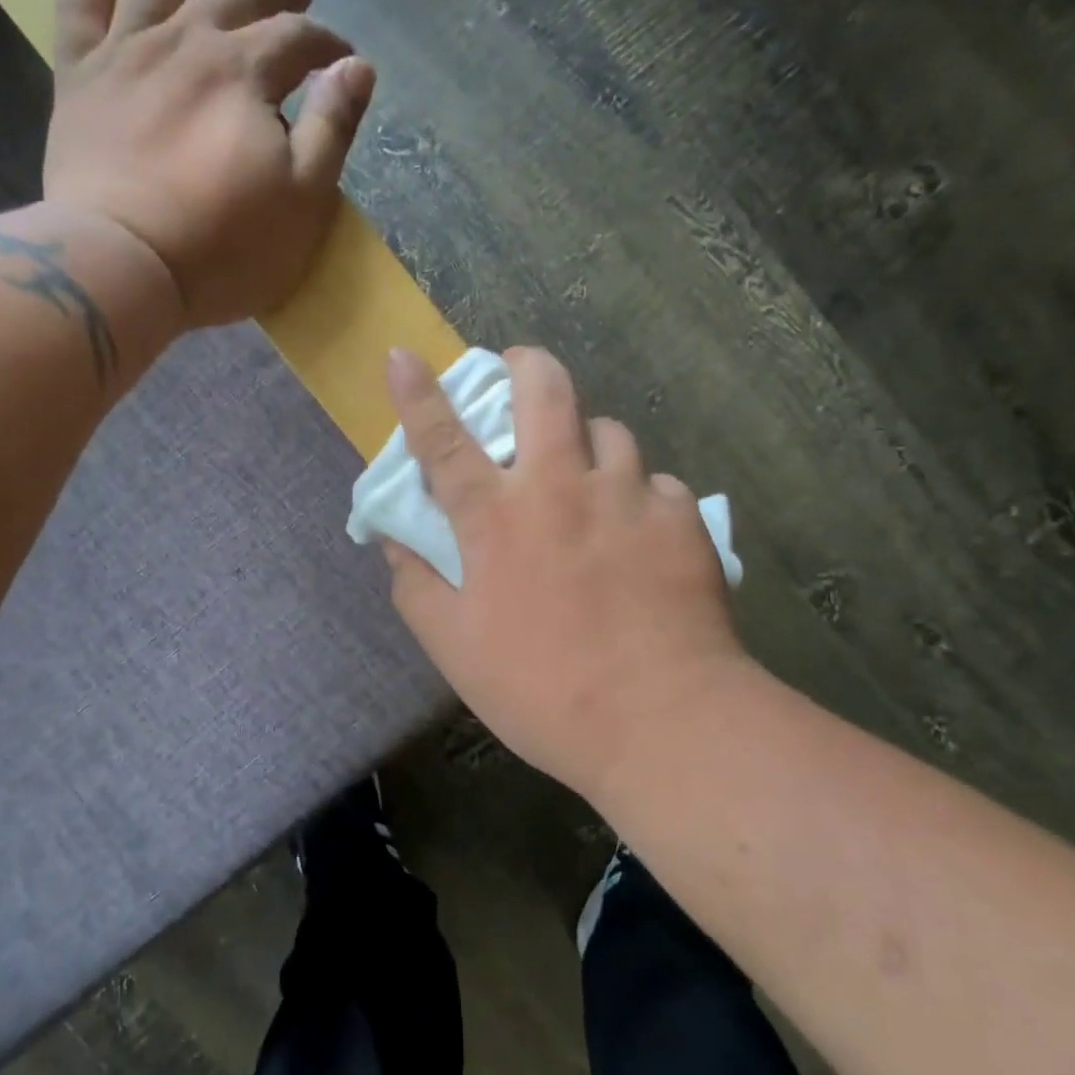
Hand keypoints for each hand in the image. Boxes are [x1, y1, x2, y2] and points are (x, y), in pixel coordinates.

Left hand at [44, 0, 376, 328]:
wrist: (123, 266)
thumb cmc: (225, 246)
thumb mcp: (303, 198)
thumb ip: (333, 127)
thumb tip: (358, 67)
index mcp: (244, 72)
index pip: (296, 39)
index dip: (327, 45)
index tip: (345, 60)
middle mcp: (185, 43)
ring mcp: (125, 54)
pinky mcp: (79, 80)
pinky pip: (79, 4)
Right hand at [380, 347, 746, 801]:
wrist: (663, 721)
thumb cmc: (543, 690)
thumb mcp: (455, 650)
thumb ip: (416, 586)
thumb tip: (394, 541)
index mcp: (497, 518)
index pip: (443, 439)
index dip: (417, 394)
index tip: (402, 352)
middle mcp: (561, 486)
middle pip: (544, 389)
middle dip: (526, 364)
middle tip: (521, 371)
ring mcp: (628, 494)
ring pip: (608, 430)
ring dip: (588, 441)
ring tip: (588, 477)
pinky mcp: (681, 516)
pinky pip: (656, 482)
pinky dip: (640, 496)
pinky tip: (641, 534)